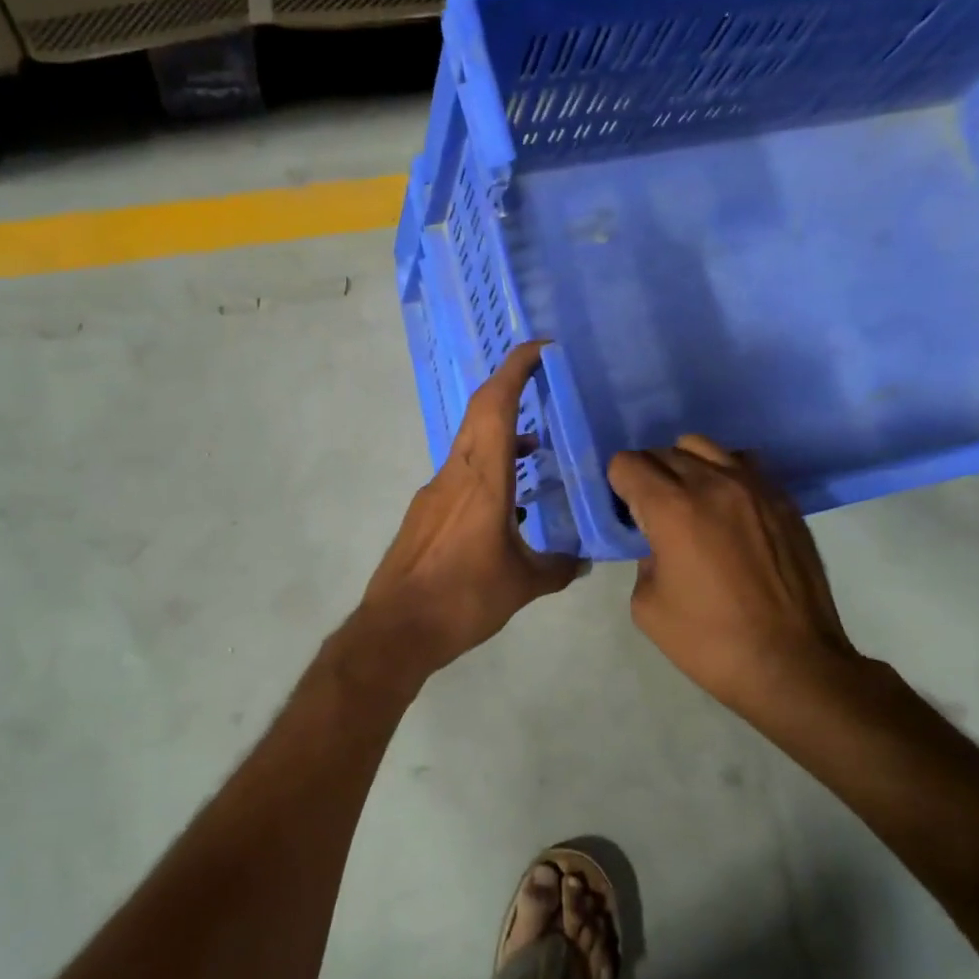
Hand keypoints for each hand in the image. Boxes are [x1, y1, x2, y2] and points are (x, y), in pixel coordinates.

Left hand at [360, 341, 582, 672]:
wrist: (397, 629)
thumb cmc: (462, 599)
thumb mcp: (522, 586)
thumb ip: (557, 568)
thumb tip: (582, 562)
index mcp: (481, 480)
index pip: (495, 406)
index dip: (515, 369)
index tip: (540, 348)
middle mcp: (453, 475)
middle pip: (479, 415)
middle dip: (510, 390)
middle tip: (545, 382)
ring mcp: (434, 493)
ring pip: (470, 446)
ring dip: (500, 436)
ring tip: (535, 450)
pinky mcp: (424, 514)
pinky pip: (460, 474)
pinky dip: (487, 469)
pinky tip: (508, 502)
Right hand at [607, 435, 862, 721]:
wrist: (792, 664)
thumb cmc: (709, 641)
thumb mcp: (648, 605)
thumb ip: (644, 559)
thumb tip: (660, 543)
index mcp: (672, 509)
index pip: (628, 463)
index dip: (617, 484)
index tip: (623, 510)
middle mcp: (713, 484)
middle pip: (664, 451)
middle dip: (648, 475)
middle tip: (651, 512)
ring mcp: (755, 487)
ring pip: (705, 447)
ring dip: (686, 467)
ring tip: (690, 502)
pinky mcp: (784, 500)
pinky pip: (744, 464)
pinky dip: (724, 475)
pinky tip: (727, 510)